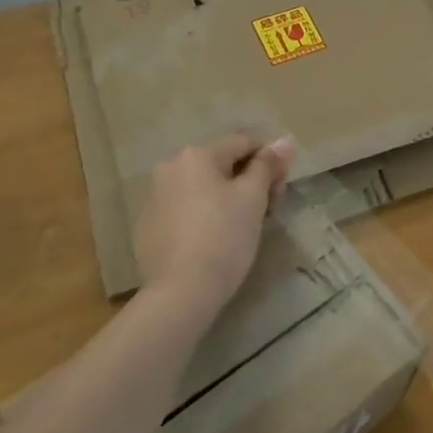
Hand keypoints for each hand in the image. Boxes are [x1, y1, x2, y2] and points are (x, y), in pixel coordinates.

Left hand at [131, 133, 295, 316]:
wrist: (181, 292)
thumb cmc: (224, 237)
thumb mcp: (253, 197)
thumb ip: (268, 164)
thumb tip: (285, 140)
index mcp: (196, 155)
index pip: (244, 143)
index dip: (269, 162)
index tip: (280, 189)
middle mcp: (170, 167)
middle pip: (222, 164)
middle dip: (249, 180)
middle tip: (268, 209)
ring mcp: (154, 197)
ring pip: (203, 186)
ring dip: (227, 196)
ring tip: (243, 226)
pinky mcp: (148, 225)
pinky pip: (186, 207)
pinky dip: (204, 213)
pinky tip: (215, 238)